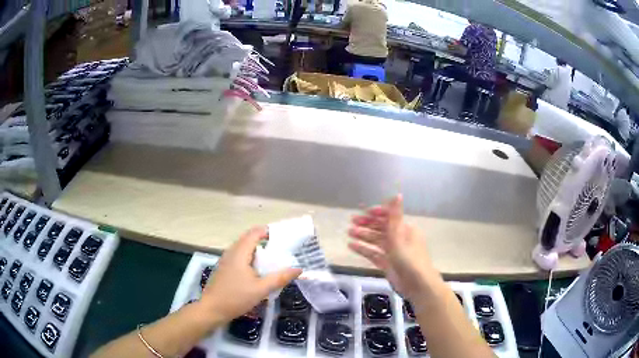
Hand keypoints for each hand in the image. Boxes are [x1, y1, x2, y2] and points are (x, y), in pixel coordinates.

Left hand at [200, 227, 301, 325]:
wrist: (212, 309)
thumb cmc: (236, 298)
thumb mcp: (261, 289)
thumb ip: (280, 278)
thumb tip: (298, 269)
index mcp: (240, 252)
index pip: (255, 233)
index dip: (269, 231)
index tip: (284, 237)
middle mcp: (231, 252)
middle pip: (249, 239)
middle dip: (265, 241)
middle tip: (282, 249)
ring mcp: (226, 260)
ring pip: (244, 248)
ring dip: (258, 250)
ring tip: (273, 259)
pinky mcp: (224, 268)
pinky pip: (240, 256)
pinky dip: (251, 258)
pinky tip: (258, 271)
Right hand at [348, 195, 435, 299]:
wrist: (417, 284)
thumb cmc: (409, 258)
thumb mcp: (400, 236)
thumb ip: (395, 216)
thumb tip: (398, 194)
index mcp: (405, 229)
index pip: (390, 217)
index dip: (377, 213)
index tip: (363, 212)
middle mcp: (399, 238)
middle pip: (381, 228)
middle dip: (367, 224)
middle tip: (352, 222)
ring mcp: (393, 252)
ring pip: (376, 241)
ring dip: (363, 236)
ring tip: (349, 233)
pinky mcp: (387, 264)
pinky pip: (373, 254)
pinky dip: (363, 249)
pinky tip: (352, 246)